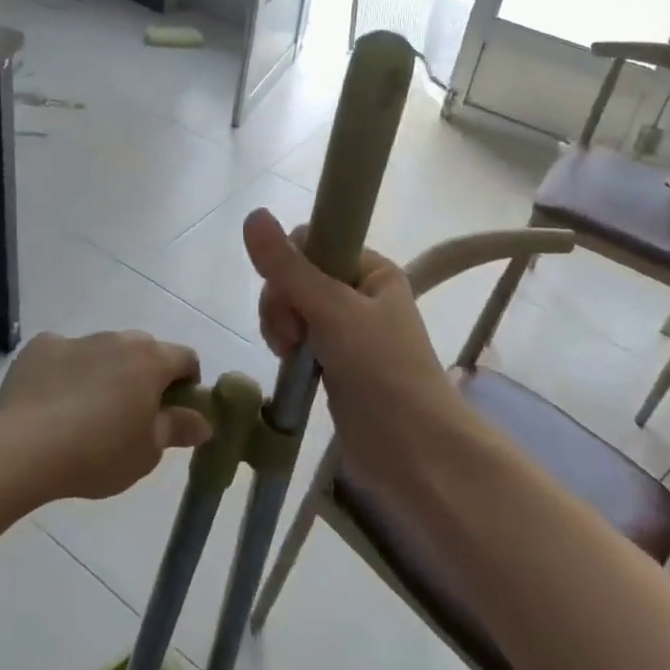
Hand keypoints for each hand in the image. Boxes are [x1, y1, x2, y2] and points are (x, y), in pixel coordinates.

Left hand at [0, 331, 211, 500]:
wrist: (25, 448)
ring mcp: (77, 339)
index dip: (187, 383)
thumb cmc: (98, 453)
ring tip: (87, 411)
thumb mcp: (147, 452)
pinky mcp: (41, 347)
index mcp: (150, 361)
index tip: (175, 411)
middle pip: (144, 350)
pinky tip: (53, 401)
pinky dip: (66, 370)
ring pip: (103, 350)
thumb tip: (204, 421)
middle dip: (145, 374)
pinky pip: (63, 353)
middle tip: (133, 414)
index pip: (185, 358)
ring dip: (105, 371)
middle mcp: (118, 340)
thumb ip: (178, 429)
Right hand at [243, 208, 454, 478]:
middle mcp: (360, 294)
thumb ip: (289, 268)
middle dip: (282, 303)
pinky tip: (290, 365)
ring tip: (291, 355)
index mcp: (372, 270)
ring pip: (292, 308)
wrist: (416, 456)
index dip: (290, 265)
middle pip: (295, 275)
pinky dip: (288, 349)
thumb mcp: (334, 312)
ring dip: (282, 327)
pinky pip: (297, 338)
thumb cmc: (383, 373)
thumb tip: (253, 214)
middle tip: (293, 336)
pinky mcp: (334, 363)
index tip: (291, 299)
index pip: (312, 242)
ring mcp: (347, 331)